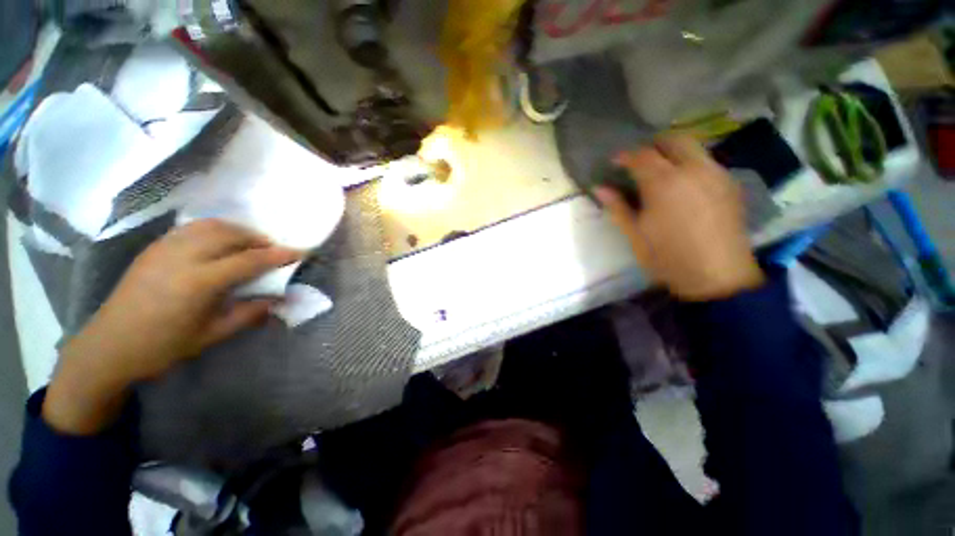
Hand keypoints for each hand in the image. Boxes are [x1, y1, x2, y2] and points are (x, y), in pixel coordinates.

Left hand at [43, 220, 302, 434]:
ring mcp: (165, 249)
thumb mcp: (211, 335)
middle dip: (258, 238)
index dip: (278, 255)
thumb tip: (279, 299)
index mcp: (198, 282)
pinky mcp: (154, 248)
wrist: (109, 346)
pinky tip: (219, 241)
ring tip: (250, 242)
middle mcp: (183, 257)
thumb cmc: (162, 346)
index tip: (299, 252)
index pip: (249, 260)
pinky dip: (214, 229)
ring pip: (210, 225)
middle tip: (273, 249)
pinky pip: (191, 228)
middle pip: (230, 234)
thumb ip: (249, 313)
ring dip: (237, 230)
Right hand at [596, 135, 764, 301]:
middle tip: (639, 162)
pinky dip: (690, 164)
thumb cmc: (667, 257)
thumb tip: (599, 188)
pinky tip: (683, 186)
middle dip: (653, 146)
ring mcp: (716, 174)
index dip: (625, 156)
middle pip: (673, 140)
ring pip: (694, 148)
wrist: (717, 277)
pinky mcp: (730, 184)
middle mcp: (694, 169)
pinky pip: (707, 162)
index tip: (614, 162)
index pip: (642, 156)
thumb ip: (617, 206)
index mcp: (664, 183)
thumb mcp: (635, 234)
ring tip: (660, 173)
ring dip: (673, 153)